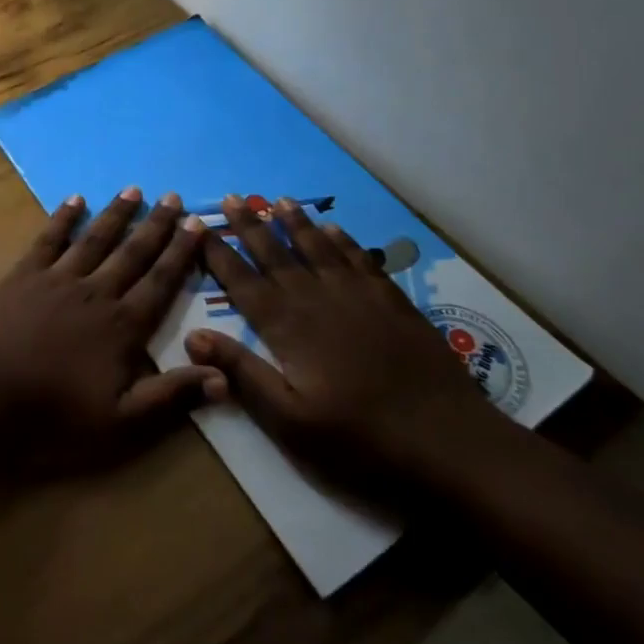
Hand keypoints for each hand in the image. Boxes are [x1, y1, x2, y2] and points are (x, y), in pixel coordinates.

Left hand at [0, 188, 224, 457]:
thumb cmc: (55, 416)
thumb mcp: (122, 423)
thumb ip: (172, 397)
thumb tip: (224, 375)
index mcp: (123, 326)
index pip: (161, 282)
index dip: (181, 253)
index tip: (197, 224)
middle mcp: (96, 292)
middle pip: (133, 253)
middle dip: (156, 225)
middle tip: (174, 197)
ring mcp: (58, 279)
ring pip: (95, 239)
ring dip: (116, 214)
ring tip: (134, 190)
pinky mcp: (24, 274)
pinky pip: (49, 239)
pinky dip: (63, 218)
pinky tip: (75, 199)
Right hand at [185, 194, 509, 492]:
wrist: (452, 446)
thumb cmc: (361, 441)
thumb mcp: (289, 421)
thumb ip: (241, 373)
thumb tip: (191, 336)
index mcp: (286, 326)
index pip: (241, 281)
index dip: (218, 253)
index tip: (199, 227)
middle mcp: (316, 299)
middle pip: (275, 254)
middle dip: (249, 226)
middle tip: (231, 197)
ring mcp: (357, 296)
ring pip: (318, 248)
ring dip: (295, 223)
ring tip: (278, 200)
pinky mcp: (392, 303)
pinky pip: (360, 259)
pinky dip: (343, 240)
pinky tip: (334, 229)